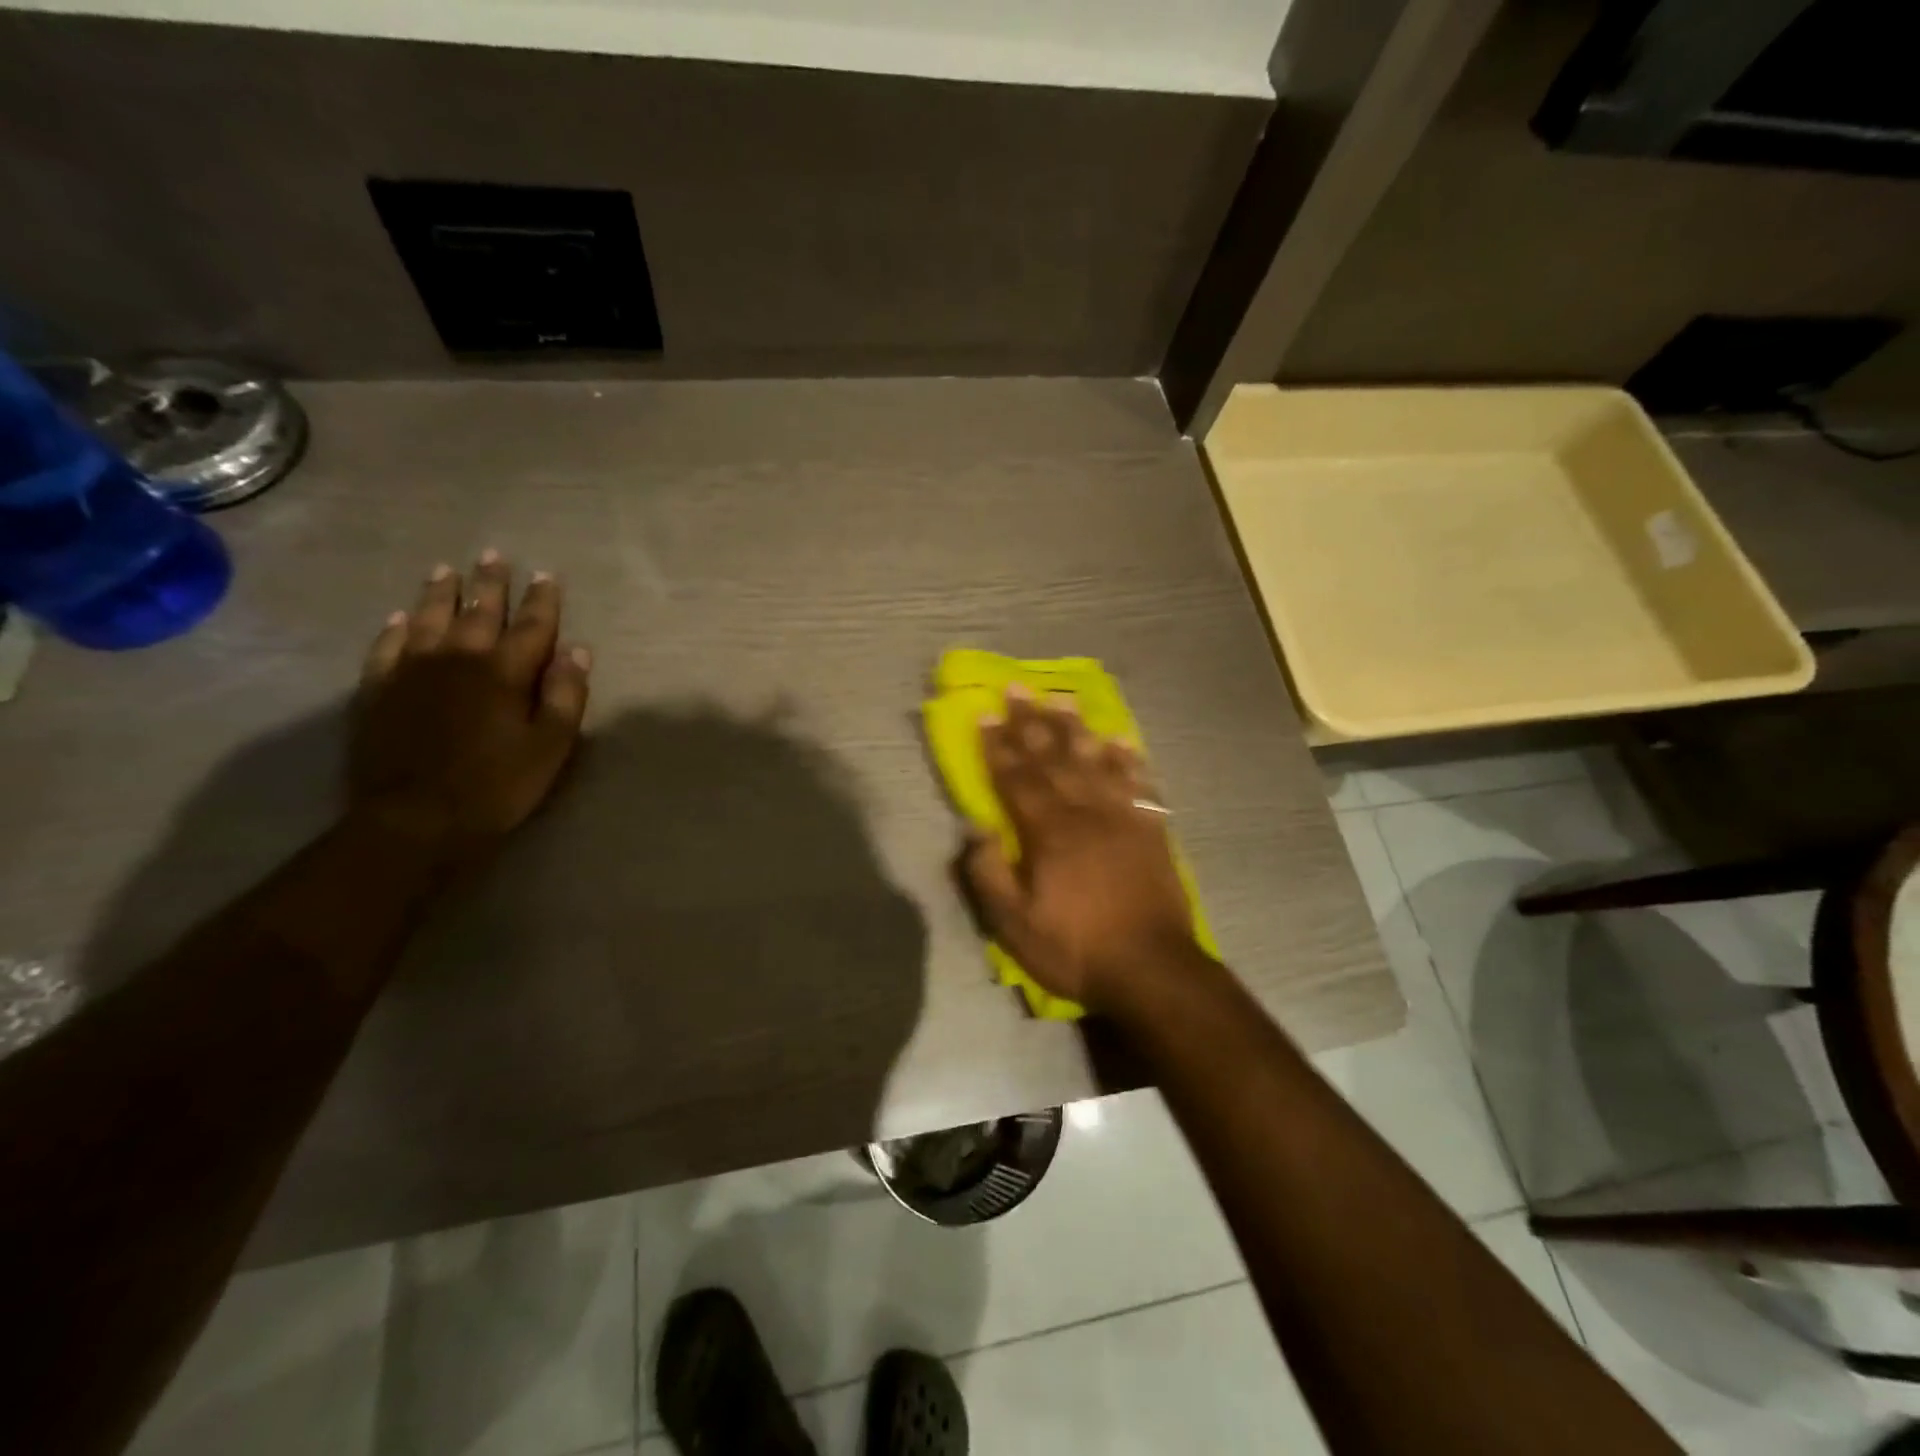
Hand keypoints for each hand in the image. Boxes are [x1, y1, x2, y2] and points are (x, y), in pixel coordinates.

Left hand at [349, 552, 590, 861]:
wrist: (415, 820)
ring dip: (440, 594)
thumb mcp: (550, 747)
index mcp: (504, 673)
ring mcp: (412, 672)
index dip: (543, 601)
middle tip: (494, 555)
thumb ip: (565, 696)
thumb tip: (577, 651)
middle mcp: (458, 660)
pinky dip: (396, 629)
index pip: (531, 627)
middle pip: (478, 613)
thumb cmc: (497, 786)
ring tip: (446, 570)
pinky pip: (386, 648)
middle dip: (491, 584)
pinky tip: (400, 618)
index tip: (547, 575)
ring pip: (429, 620)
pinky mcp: (378, 691)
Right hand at [960, 687, 1198, 1010]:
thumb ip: (989, 874)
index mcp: (1047, 832)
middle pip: (1052, 758)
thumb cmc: (1075, 948)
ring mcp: (1121, 817)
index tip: (984, 714)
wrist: (1151, 968)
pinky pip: (1138, 784)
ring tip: (1063, 699)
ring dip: (1076, 728)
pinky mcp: (1150, 829)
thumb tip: (974, 828)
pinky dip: (1128, 760)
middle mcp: (1084, 812)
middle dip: (1031, 722)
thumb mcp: (1014, 925)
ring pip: (1094, 761)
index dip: (996, 746)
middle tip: (1017, 688)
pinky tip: (1122, 740)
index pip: (1015, 778)